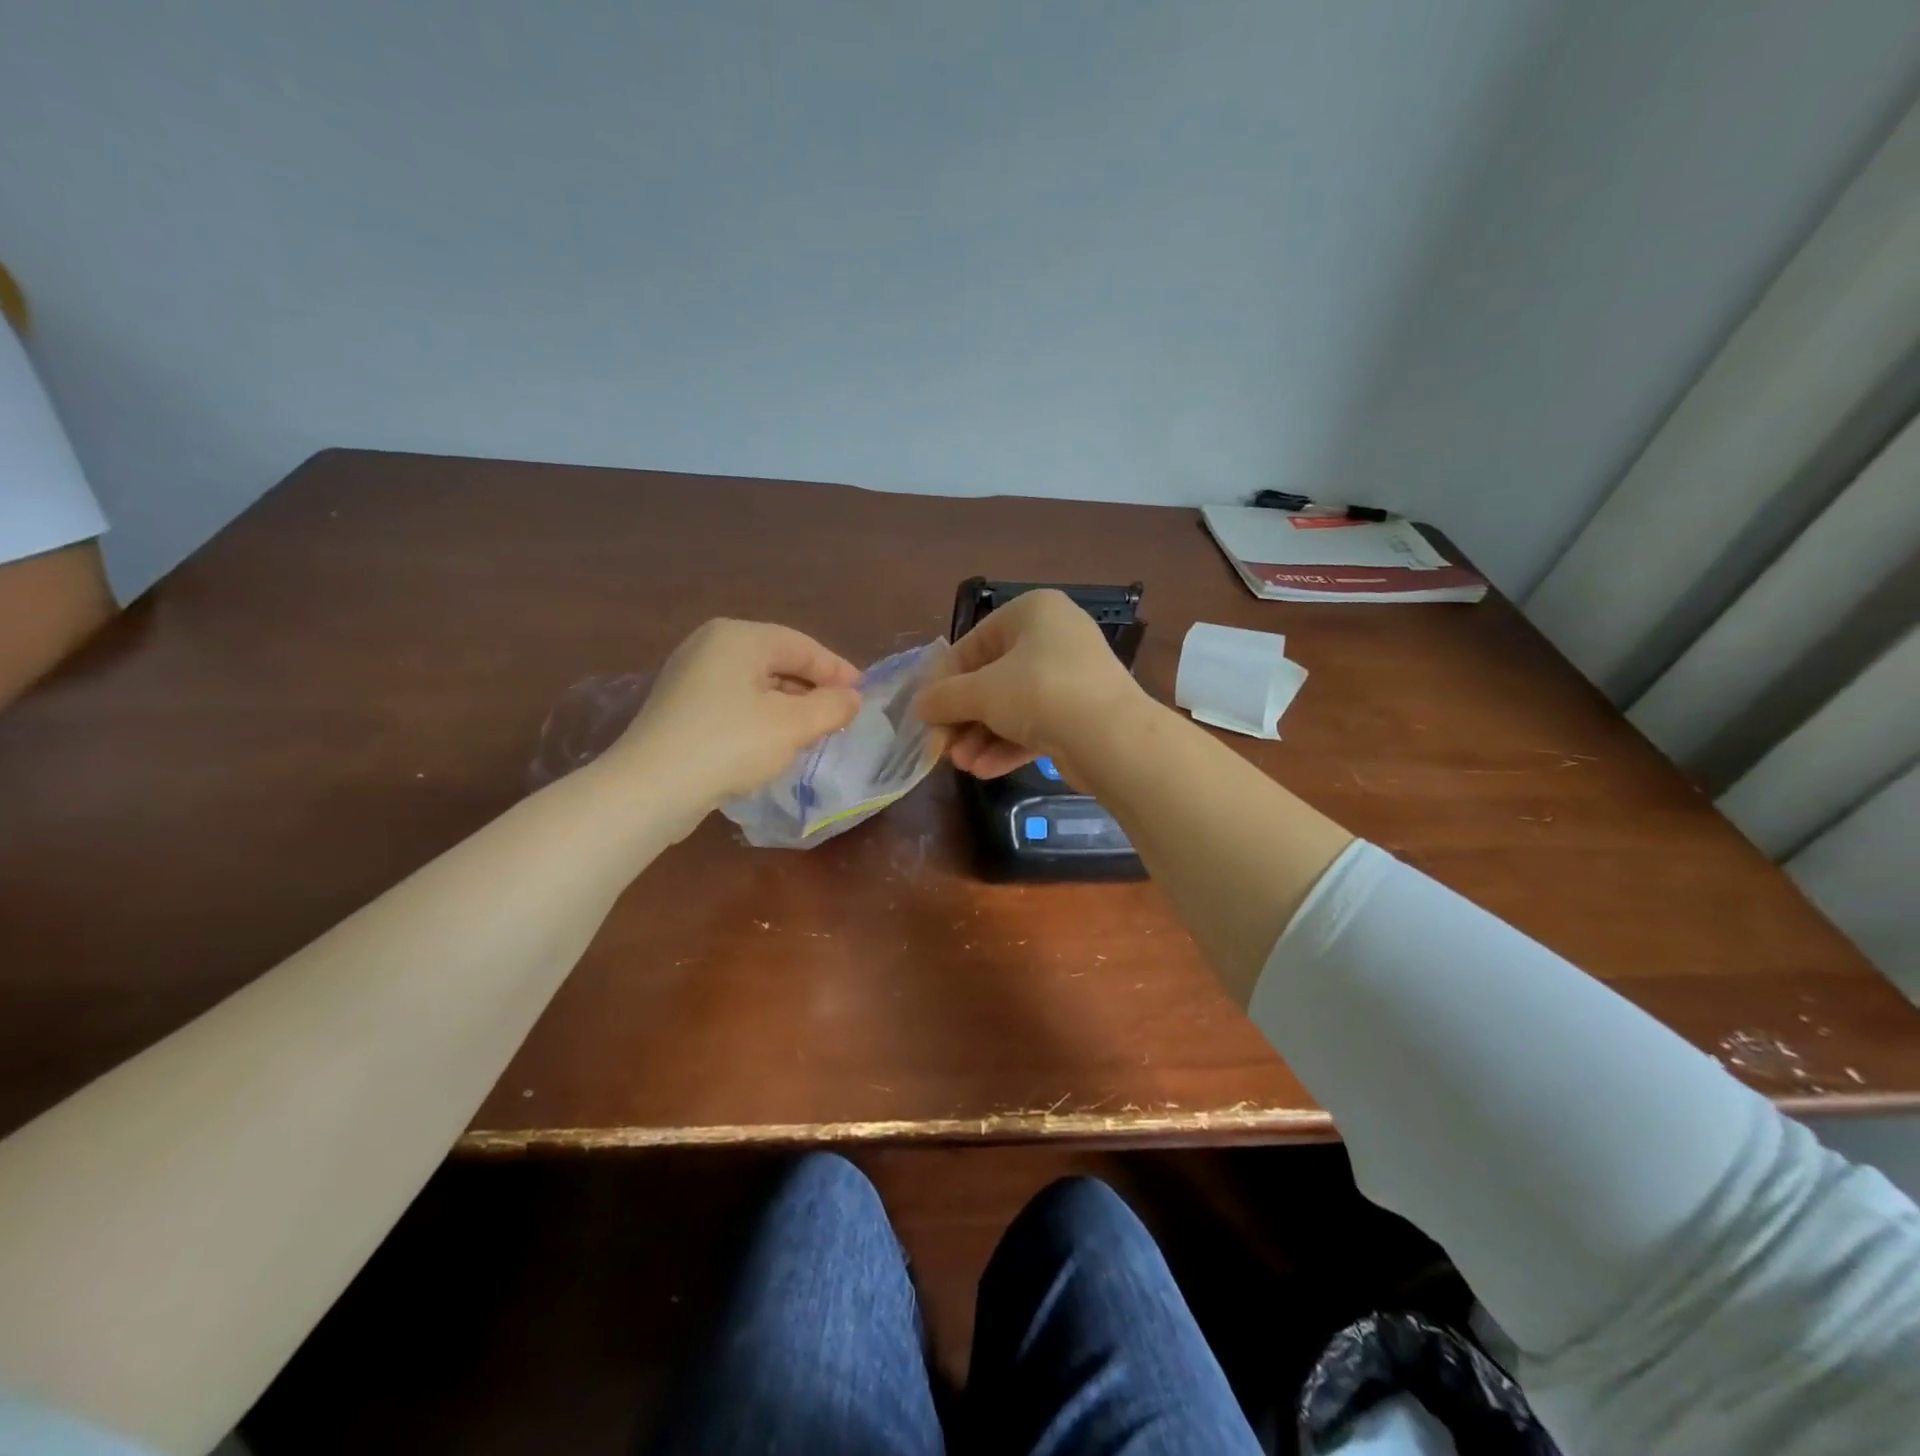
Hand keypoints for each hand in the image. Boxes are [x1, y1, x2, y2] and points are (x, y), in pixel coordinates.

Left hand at [607, 619, 860, 808]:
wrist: (652, 787)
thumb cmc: (730, 744)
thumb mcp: (793, 725)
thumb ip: (831, 706)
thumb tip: (853, 698)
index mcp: (739, 636)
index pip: (803, 646)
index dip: (837, 671)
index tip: (863, 696)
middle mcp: (711, 645)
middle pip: (778, 661)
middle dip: (813, 689)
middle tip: (841, 716)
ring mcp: (690, 675)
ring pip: (756, 683)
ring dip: (789, 705)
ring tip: (814, 732)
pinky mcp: (680, 706)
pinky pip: (734, 701)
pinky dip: (761, 716)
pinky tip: (774, 742)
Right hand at [914, 589, 1145, 779]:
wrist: (1111, 737)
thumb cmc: (1039, 693)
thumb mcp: (981, 692)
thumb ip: (944, 697)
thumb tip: (919, 707)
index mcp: (1032, 612)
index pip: (974, 643)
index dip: (945, 680)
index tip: (927, 712)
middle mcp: (1055, 636)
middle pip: (993, 678)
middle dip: (964, 717)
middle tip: (942, 746)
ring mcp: (1072, 676)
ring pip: (1013, 706)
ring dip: (982, 737)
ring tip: (962, 764)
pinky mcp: (1082, 713)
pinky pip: (1036, 724)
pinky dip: (1009, 745)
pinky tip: (984, 770)